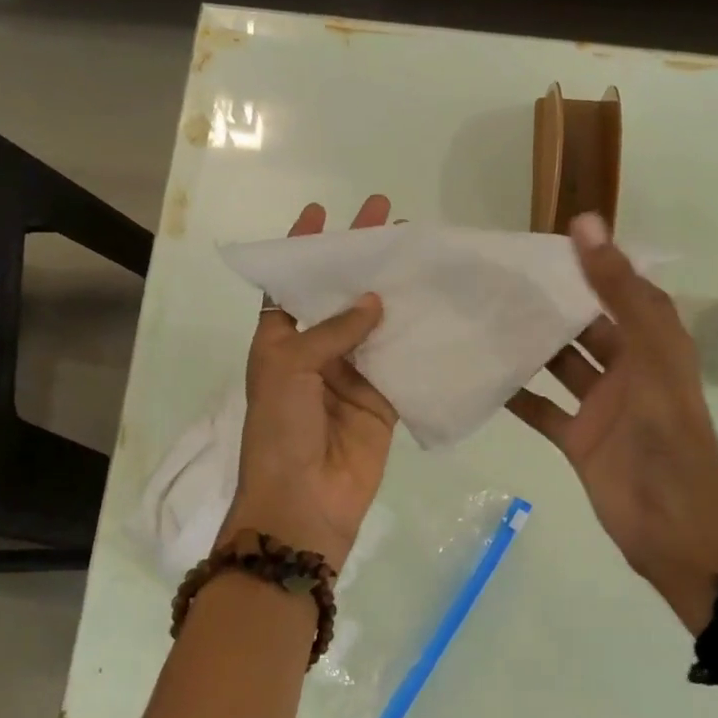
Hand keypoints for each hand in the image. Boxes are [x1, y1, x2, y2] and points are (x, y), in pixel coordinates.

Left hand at [221, 196, 396, 571]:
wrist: (304, 504)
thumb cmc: (280, 432)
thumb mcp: (289, 369)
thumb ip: (333, 331)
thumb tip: (375, 301)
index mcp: (279, 342)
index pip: (290, 286)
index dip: (304, 251)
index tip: (323, 212)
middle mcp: (315, 354)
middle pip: (340, 298)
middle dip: (360, 260)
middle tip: (388, 219)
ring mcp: (351, 377)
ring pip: (375, 326)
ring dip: (394, 294)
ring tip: (419, 254)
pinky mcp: (382, 401)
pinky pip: (401, 363)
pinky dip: (417, 338)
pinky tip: (438, 308)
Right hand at [507, 214, 717, 628]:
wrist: (672, 522)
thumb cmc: (666, 431)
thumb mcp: (648, 352)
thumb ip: (618, 290)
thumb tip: (585, 223)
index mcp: (653, 343)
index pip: (620, 290)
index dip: (591, 264)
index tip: (544, 242)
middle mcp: (627, 369)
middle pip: (585, 326)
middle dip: (550, 304)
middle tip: (499, 278)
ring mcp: (601, 406)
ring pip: (560, 365)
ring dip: (530, 345)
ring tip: (484, 316)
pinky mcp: (577, 439)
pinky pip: (542, 409)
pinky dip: (517, 394)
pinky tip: (483, 374)